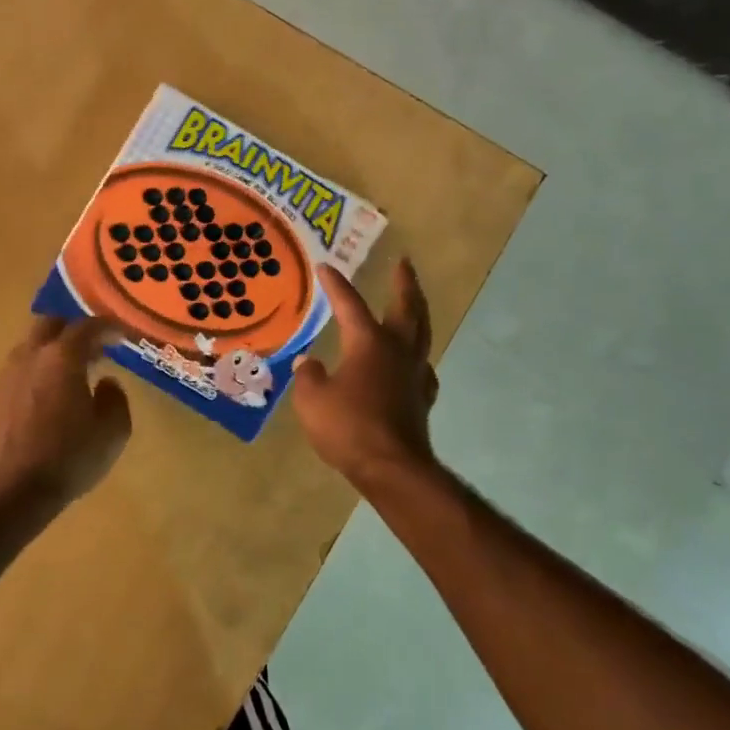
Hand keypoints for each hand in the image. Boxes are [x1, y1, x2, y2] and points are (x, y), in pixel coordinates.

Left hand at [0, 317, 132, 503]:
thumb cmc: (66, 458)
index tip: (122, 335)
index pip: (88, 326)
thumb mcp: (112, 433)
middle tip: (93, 349)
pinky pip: (17, 373)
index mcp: (62, 358)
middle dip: (73, 330)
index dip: (108, 326)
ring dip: (51, 353)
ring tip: (69, 376)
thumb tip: (106, 383)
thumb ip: (115, 400)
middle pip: (50, 325)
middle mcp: (30, 357)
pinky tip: (45, 401)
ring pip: (30, 348)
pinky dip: (35, 375)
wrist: (6, 491)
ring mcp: (5, 376)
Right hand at [293, 258, 440, 484]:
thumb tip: (308, 364)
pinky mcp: (421, 398)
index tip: (325, 266)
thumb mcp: (312, 400)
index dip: (335, 285)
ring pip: (421, 333)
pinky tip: (411, 362)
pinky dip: (416, 355)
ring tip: (414, 303)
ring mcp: (413, 374)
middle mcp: (396, 350)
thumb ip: (309, 377)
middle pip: (406, 308)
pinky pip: (421, 366)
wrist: (392, 467)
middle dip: (404, 282)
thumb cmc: (348, 427)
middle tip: (405, 262)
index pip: (349, 304)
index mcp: (368, 343)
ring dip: (417, 312)